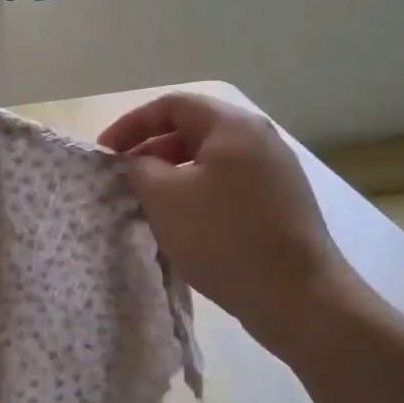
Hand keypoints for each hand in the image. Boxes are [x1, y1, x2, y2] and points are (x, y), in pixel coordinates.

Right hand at [99, 93, 348, 355]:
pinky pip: (228, 186)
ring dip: (173, 177)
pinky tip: (184, 226)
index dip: (131, 124)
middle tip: (124, 181)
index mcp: (233, 126)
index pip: (172, 105)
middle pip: (193, 131)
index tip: (105, 153)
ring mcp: (275, 173)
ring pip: (210, 162)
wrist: (298, 296)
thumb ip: (140, 169)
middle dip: (151, 152)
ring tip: (148, 205)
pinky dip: (199, 196)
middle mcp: (259, 139)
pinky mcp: (281, 204)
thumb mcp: (165, 198)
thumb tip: (139, 164)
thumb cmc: (224, 237)